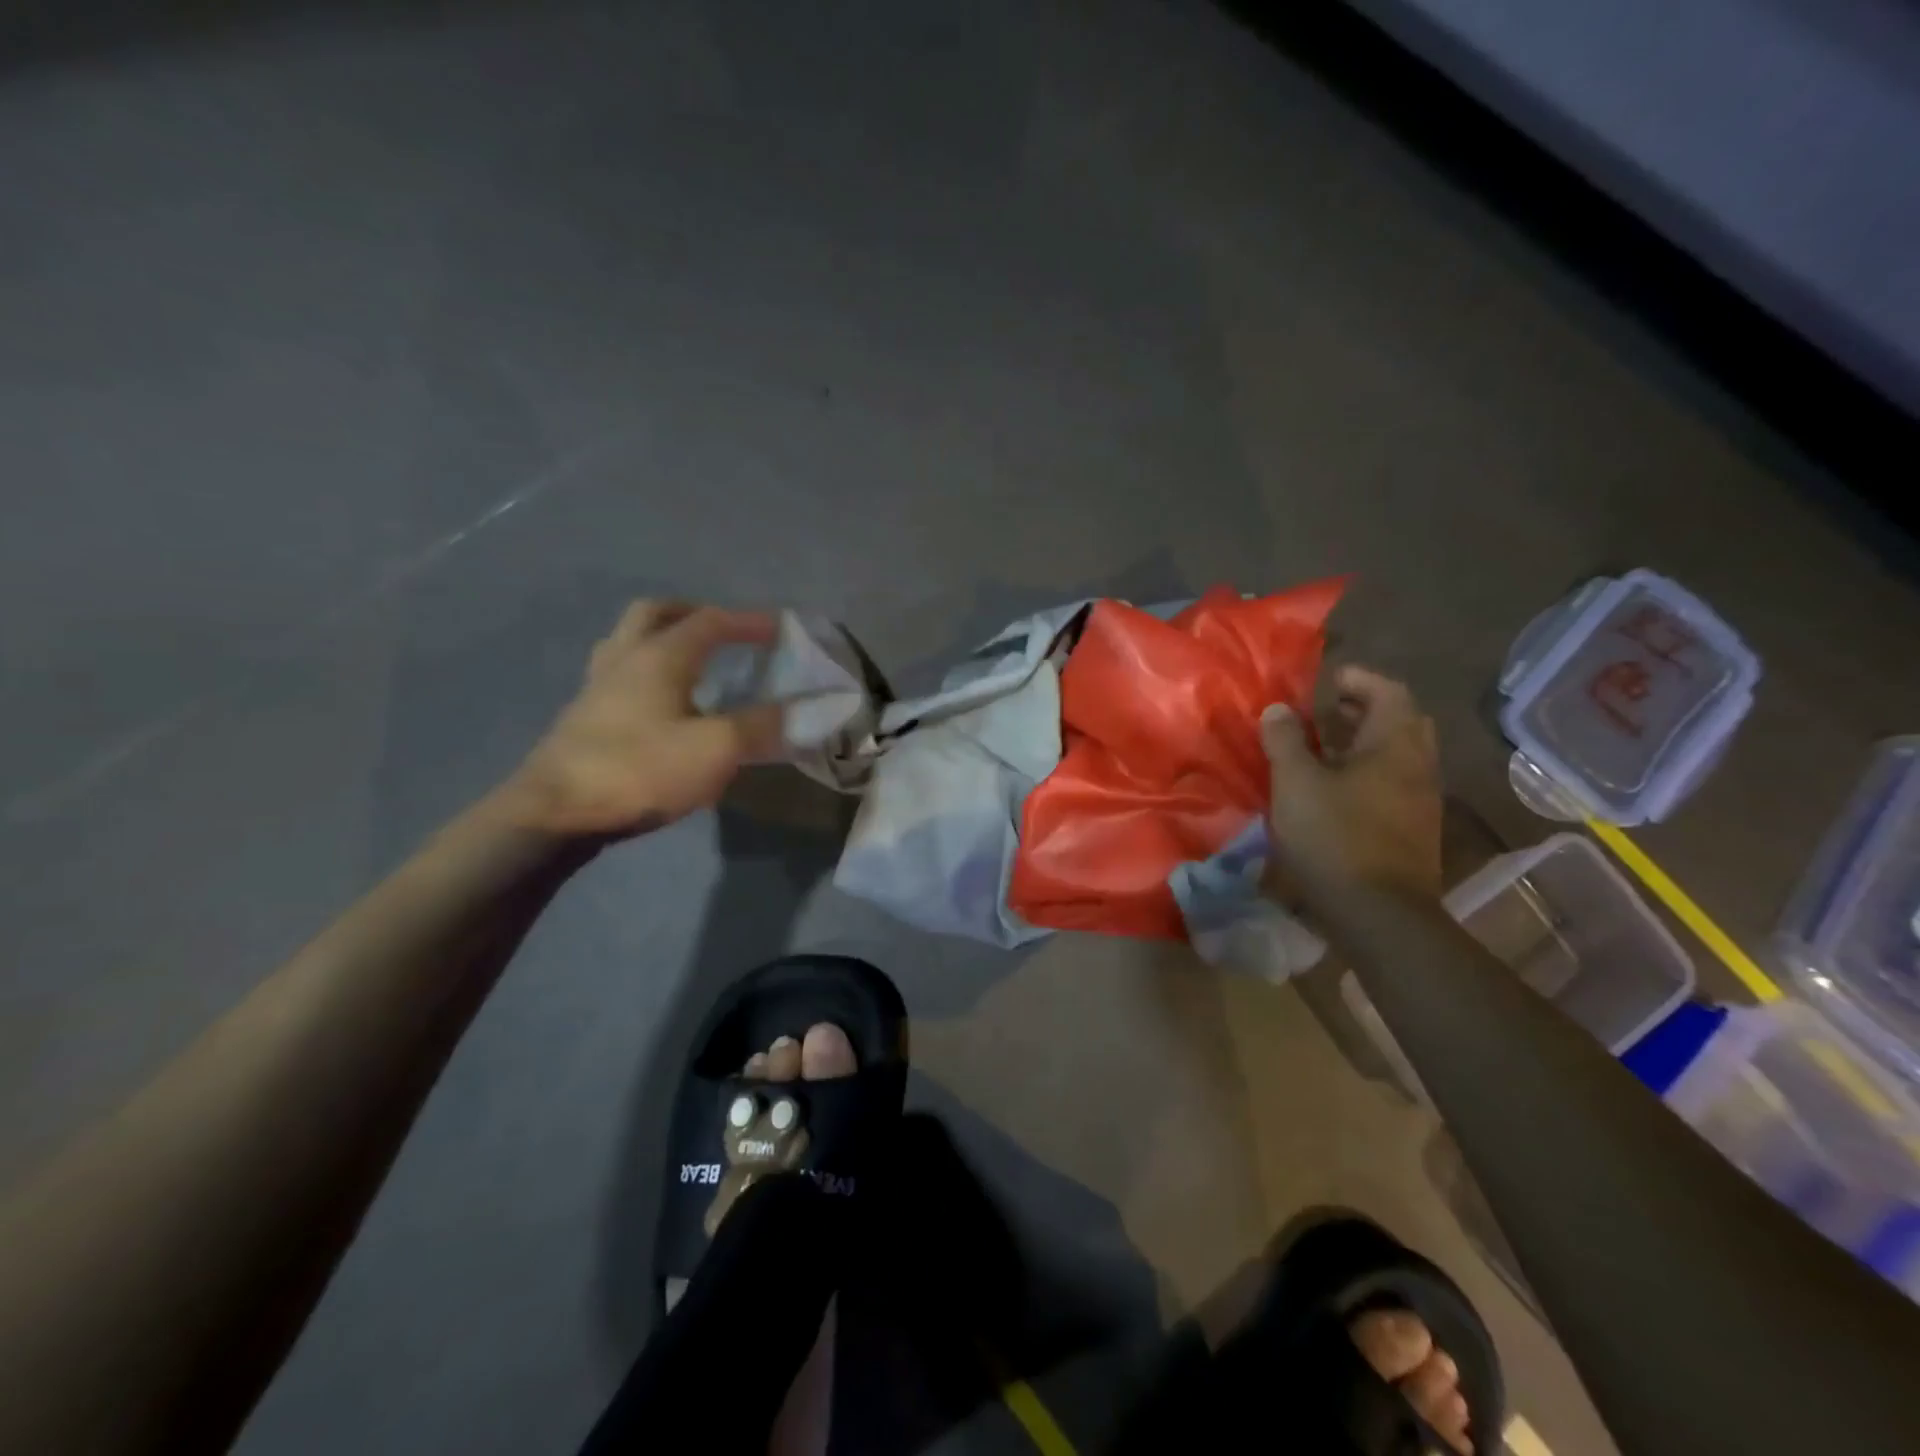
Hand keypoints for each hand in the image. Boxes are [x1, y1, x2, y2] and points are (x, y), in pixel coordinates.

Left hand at [499, 601, 782, 836]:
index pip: (710, 621)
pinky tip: (659, 705)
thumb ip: (761, 726)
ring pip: (628, 641)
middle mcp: (625, 659)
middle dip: (692, 613)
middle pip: (654, 614)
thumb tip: (805, 710)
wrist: (555, 812)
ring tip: (690, 663)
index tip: (780, 627)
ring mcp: (596, 688)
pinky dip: (645, 674)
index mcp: (660, 656)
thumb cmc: (640, 770)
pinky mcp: (582, 718)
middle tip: (721, 631)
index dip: (748, 620)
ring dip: (661, 639)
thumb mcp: (715, 749)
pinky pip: (618, 676)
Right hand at [1260, 666, 1442, 905]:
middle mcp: (1418, 766)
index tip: (1324, 681)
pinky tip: (1333, 790)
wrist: (1378, 915)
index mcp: (1395, 746)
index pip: (1389, 691)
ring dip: (1363, 744)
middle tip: (1324, 714)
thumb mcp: (1296, 783)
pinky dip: (1367, 773)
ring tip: (1320, 750)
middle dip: (1363, 710)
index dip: (1357, 679)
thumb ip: (1285, 741)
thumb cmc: (1335, 837)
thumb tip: (1279, 709)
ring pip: (1397, 756)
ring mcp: (1421, 801)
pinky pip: (1393, 784)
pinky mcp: (1413, 830)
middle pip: (1400, 722)